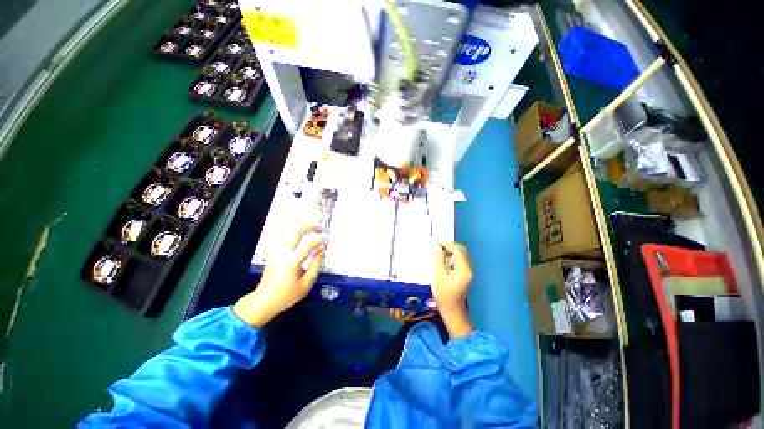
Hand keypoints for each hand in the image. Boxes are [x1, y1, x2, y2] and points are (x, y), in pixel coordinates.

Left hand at [234, 224, 324, 326]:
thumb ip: (315, 265)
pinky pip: (281, 236)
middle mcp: (282, 253)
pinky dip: (291, 231)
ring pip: (286, 230)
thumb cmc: (286, 296)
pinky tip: (298, 235)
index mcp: (292, 262)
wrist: (263, 301)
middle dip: (310, 226)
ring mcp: (275, 251)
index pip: (309, 243)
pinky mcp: (272, 252)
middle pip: (296, 230)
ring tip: (310, 230)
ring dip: (300, 227)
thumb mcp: (306, 284)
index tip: (327, 241)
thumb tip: (321, 250)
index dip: (320, 239)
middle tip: (320, 229)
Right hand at [432, 242, 473, 337]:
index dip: (447, 245)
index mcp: (463, 268)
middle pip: (462, 250)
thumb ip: (439, 259)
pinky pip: (461, 261)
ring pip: (462, 255)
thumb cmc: (444, 294)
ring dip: (452, 252)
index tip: (437, 245)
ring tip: (440, 254)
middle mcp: (469, 268)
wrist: (452, 310)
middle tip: (439, 249)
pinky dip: (454, 257)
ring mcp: (469, 272)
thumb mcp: (439, 275)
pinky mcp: (466, 275)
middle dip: (450, 247)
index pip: (457, 250)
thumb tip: (438, 247)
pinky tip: (445, 261)